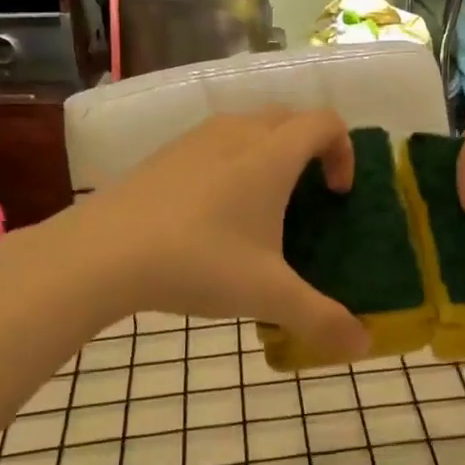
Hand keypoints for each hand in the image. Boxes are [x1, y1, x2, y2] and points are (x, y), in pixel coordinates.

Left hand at [60, 108, 370, 357]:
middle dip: (310, 148)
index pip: (325, 123)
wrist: (100, 254)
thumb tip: (364, 346)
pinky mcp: (164, 154)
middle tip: (308, 196)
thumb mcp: (267, 295)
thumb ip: (321, 319)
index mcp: (271, 155)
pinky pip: (214, 143)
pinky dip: (232, 162)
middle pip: (290, 118)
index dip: (344, 151)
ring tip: (261, 205)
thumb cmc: (197, 263)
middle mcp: (237, 133)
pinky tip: (213, 214)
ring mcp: (195, 139)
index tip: (337, 194)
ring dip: (269, 152)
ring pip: (249, 126)